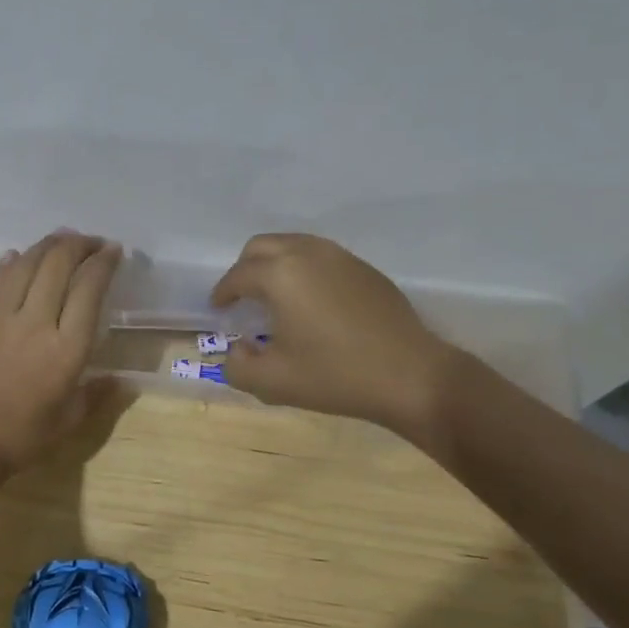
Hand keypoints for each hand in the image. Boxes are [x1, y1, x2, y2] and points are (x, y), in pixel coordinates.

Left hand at [0, 231, 123, 472]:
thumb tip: (122, 380)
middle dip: (79, 244)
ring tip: (61, 239)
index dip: (103, 263)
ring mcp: (1, 317)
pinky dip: (12, 262)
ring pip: (27, 264)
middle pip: (59, 265)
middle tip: (90, 242)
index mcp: (67, 349)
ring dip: (47, 245)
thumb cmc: (24, 436)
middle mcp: (36, 323)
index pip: (89, 289)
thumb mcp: (71, 419)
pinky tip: (19, 255)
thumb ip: (98, 394)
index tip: (113, 251)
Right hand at [212, 234, 466, 435]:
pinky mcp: (365, 269)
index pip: (238, 276)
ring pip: (294, 245)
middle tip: (241, 297)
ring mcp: (341, 257)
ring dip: (275, 264)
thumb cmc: (335, 376)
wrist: (411, 376)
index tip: (217, 308)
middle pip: (262, 246)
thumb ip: (238, 367)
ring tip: (274, 296)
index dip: (222, 292)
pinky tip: (311, 302)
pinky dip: (304, 270)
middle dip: (244, 268)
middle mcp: (308, 254)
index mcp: (280, 275)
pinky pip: (321, 257)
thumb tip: (237, 351)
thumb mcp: (273, 382)